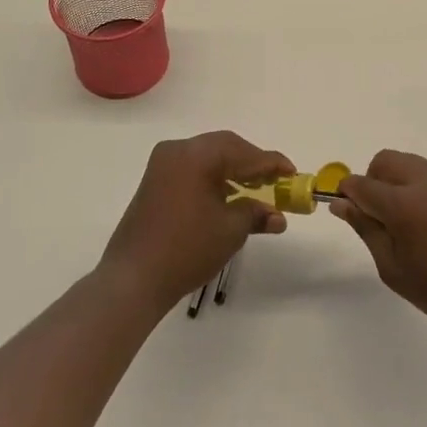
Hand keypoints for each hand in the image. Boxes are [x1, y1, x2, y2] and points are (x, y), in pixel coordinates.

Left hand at [99, 132, 293, 313]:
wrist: (134, 278)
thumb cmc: (187, 249)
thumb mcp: (230, 230)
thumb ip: (257, 213)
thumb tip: (278, 216)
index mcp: (197, 155)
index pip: (244, 152)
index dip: (272, 163)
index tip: (293, 173)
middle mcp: (178, 150)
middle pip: (225, 147)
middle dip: (252, 163)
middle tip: (276, 181)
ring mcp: (162, 165)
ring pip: (208, 157)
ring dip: (233, 170)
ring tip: (256, 191)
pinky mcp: (155, 182)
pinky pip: (193, 169)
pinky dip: (214, 178)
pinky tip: (228, 196)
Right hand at [331, 150, 426, 341]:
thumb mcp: (394, 268)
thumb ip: (366, 229)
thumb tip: (342, 204)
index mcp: (403, 202)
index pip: (361, 184)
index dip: (348, 195)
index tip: (347, 212)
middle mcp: (426, 181)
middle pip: (385, 161)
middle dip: (373, 181)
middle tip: (378, 218)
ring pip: (409, 164)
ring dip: (397, 182)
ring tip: (406, 224)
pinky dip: (418, 189)